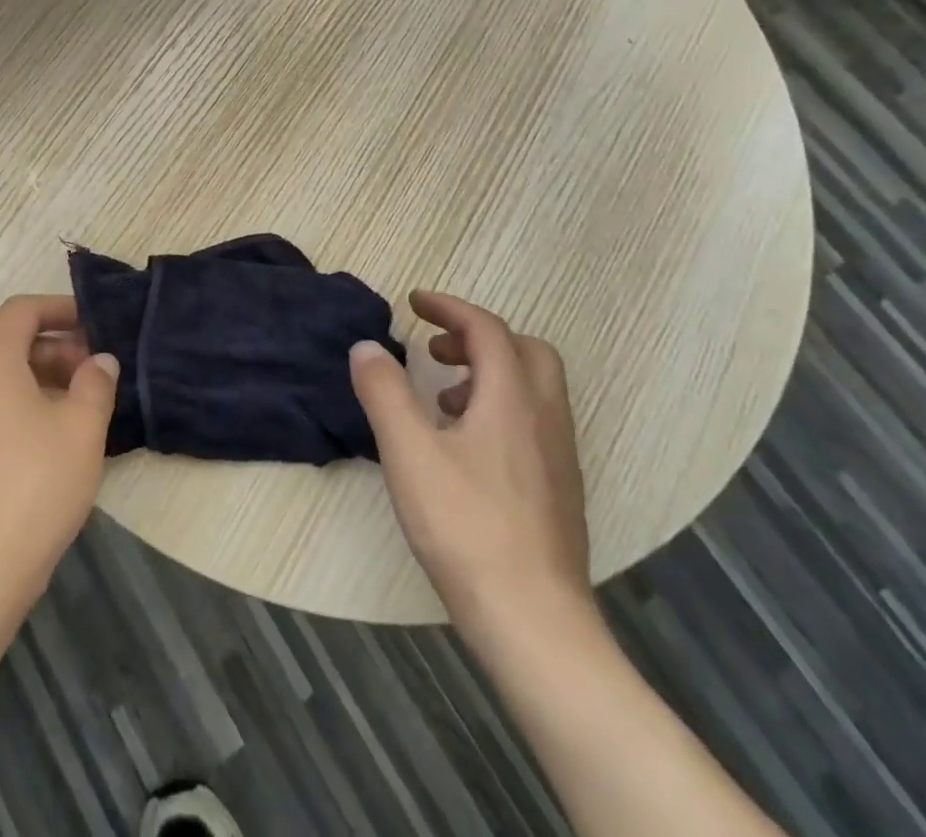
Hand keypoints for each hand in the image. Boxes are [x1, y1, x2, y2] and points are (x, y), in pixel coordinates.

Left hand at [0, 295, 117, 611]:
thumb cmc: (32, 489)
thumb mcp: (82, 431)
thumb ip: (96, 385)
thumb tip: (100, 361)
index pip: (21, 311)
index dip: (59, 308)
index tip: (93, 325)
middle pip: (7, 347)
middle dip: (54, 353)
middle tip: (93, 379)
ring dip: (36, 385)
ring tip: (73, 416)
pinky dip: (13, 414)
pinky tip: (41, 452)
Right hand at [350, 290, 591, 644]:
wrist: (534, 623)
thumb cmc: (466, 527)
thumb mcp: (408, 452)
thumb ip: (384, 392)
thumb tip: (366, 347)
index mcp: (512, 398)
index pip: (486, 329)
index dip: (449, 307)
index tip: (414, 303)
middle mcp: (544, 418)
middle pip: (525, 351)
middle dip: (478, 337)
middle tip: (436, 350)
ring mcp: (559, 457)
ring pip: (533, 389)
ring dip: (489, 374)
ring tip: (443, 400)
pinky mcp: (559, 490)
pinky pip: (533, 422)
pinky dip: (500, 409)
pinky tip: (465, 449)